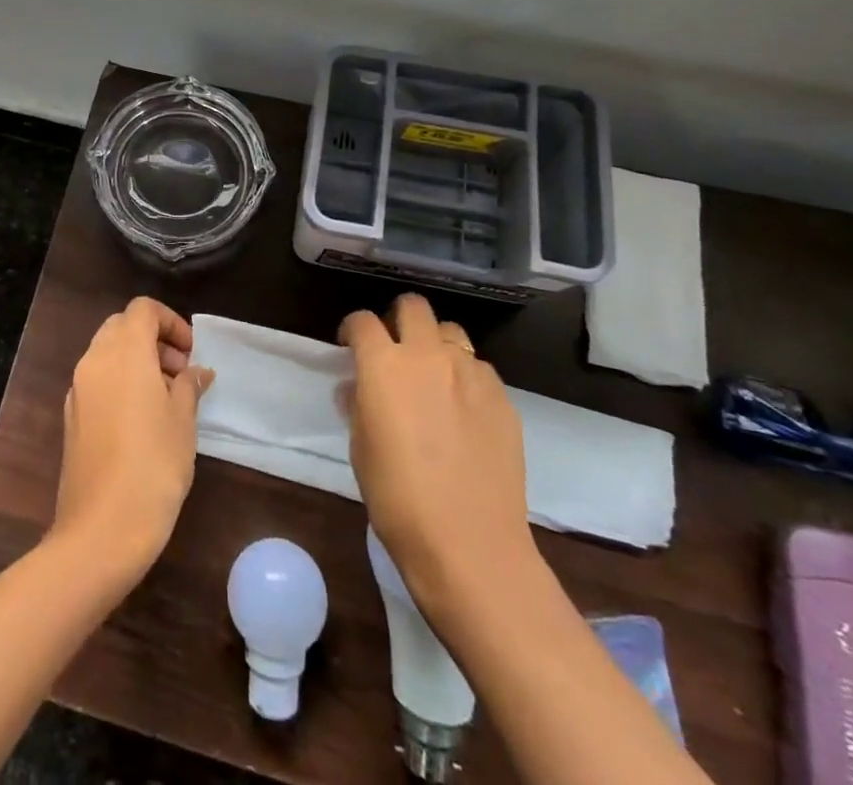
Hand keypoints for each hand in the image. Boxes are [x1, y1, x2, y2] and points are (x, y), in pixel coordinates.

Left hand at [52, 296, 214, 581]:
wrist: (101, 530)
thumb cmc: (153, 466)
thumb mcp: (183, 421)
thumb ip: (189, 386)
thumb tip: (197, 372)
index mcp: (123, 352)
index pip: (143, 309)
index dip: (170, 321)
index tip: (191, 353)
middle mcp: (94, 360)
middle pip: (122, 327)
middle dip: (153, 339)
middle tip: (180, 372)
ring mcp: (78, 389)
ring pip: (107, 353)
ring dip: (136, 361)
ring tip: (167, 398)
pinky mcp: (72, 418)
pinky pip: (97, 381)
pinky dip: (119, 383)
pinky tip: (142, 420)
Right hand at [341, 293, 532, 615]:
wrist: (470, 545)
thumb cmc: (398, 499)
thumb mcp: (361, 448)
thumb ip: (359, 405)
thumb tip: (358, 389)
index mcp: (384, 365)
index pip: (363, 321)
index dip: (353, 329)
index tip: (350, 346)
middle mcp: (428, 356)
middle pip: (413, 307)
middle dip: (398, 319)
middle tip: (394, 349)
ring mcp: (471, 373)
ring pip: (451, 332)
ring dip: (435, 345)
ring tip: (433, 377)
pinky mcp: (502, 397)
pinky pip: (479, 368)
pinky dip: (465, 377)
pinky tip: (463, 410)